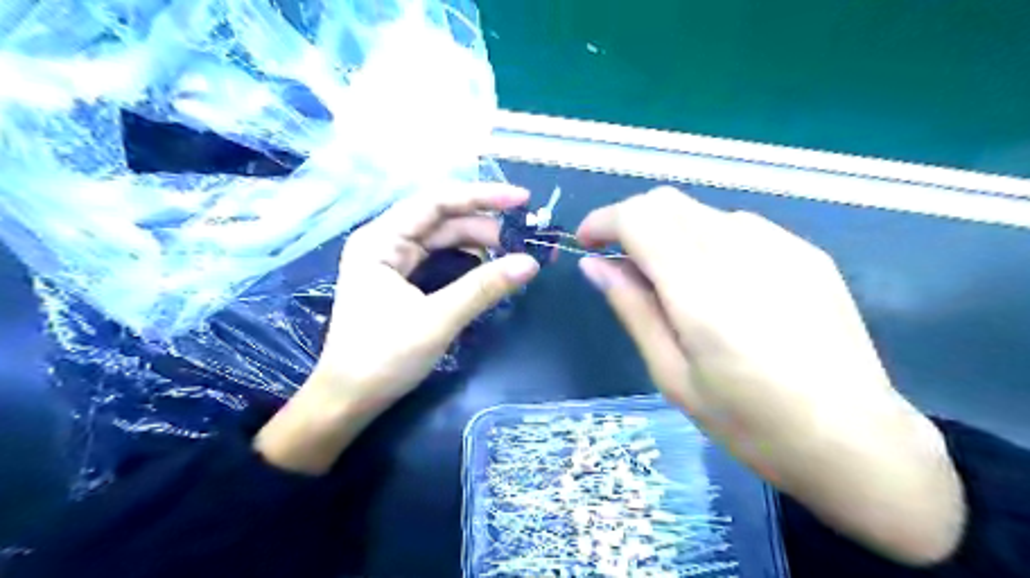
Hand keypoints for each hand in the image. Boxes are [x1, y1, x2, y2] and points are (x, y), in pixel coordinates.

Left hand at [256, 186, 539, 474]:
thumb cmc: (384, 357)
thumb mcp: (438, 319)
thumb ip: (484, 287)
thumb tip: (531, 263)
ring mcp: (393, 263)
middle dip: (484, 226)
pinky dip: (467, 262)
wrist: (349, 400)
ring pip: (443, 240)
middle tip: (525, 238)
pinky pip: (440, 261)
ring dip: (479, 244)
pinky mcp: (402, 282)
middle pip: (442, 220)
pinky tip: (489, 268)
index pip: (436, 202)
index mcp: (381, 240)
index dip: (481, 197)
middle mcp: (385, 242)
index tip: (522, 200)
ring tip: (514, 253)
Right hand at [576, 188, 960, 565]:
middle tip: (621, 261)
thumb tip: (594, 265)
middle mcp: (742, 253)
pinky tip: (720, 283)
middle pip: (667, 201)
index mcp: (702, 292)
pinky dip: (707, 239)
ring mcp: (782, 247)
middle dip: (631, 220)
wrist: (856, 441)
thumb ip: (633, 309)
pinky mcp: (807, 253)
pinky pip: (738, 226)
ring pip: (700, 211)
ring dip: (669, 231)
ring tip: (671, 280)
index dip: (604, 221)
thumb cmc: (750, 424)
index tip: (587, 242)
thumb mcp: (673, 376)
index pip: (640, 218)